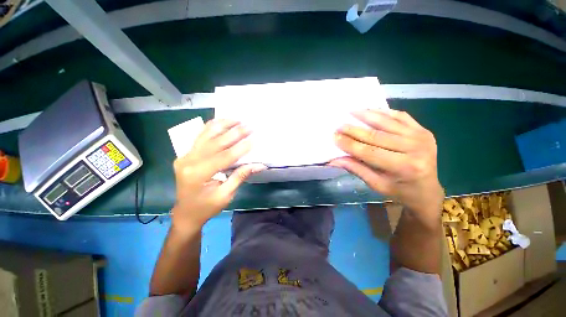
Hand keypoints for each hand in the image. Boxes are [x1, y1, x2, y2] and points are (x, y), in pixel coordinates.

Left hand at [172, 119, 265, 229]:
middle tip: (249, 125)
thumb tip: (259, 165)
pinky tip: (223, 122)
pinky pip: (200, 136)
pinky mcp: (186, 154)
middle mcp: (188, 161)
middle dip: (235, 133)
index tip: (254, 139)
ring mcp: (185, 155)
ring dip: (223, 125)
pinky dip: (212, 127)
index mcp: (198, 174)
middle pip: (215, 142)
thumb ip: (240, 176)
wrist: (185, 213)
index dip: (241, 148)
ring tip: (237, 119)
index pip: (224, 157)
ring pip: (205, 134)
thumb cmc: (206, 207)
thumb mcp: (226, 195)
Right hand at [330, 109, 443, 226]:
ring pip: (387, 122)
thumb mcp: (375, 184)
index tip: (334, 136)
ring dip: (367, 116)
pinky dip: (384, 112)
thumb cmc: (399, 190)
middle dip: (354, 130)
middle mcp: (415, 149)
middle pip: (376, 136)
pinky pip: (400, 116)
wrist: (427, 189)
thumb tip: (333, 160)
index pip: (369, 152)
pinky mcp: (423, 130)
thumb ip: (355, 169)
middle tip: (338, 126)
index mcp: (404, 168)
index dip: (349, 144)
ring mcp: (421, 137)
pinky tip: (370, 110)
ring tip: (351, 112)